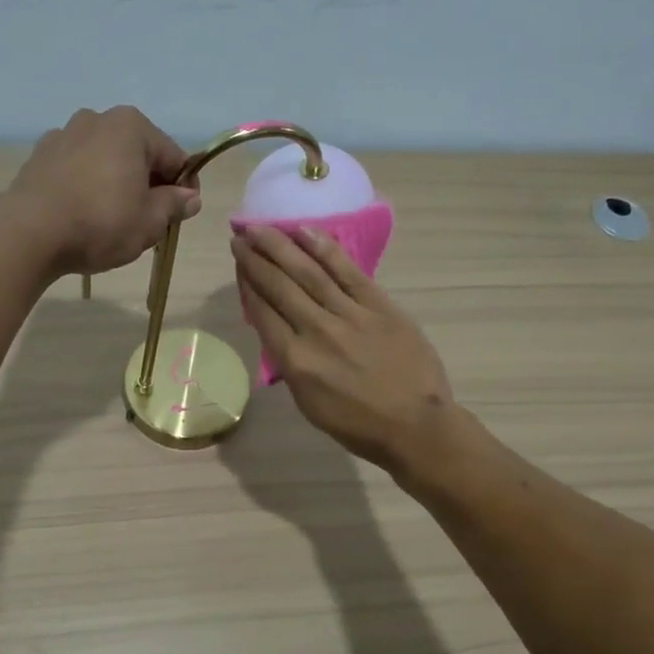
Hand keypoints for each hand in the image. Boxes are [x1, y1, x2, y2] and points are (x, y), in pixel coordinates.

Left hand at [8, 107, 200, 276]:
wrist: (29, 232)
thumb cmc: (101, 223)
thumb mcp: (150, 222)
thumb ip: (174, 205)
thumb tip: (189, 197)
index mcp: (132, 126)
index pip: (174, 157)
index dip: (185, 187)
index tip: (182, 215)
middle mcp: (97, 119)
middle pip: (138, 154)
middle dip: (148, 184)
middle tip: (149, 221)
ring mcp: (64, 134)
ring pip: (105, 160)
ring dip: (116, 183)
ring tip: (114, 221)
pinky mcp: (40, 156)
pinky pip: (77, 169)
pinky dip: (87, 186)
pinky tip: (83, 215)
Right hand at [231, 224, 454, 469]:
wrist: (415, 425)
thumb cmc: (358, 424)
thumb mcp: (308, 403)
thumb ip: (290, 364)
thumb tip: (278, 331)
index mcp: (296, 362)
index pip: (262, 313)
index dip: (247, 284)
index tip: (237, 263)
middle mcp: (317, 331)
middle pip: (279, 287)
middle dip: (255, 259)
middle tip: (239, 236)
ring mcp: (350, 315)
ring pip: (308, 272)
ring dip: (281, 246)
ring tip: (262, 228)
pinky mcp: (379, 306)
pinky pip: (347, 271)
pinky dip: (324, 249)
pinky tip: (305, 232)